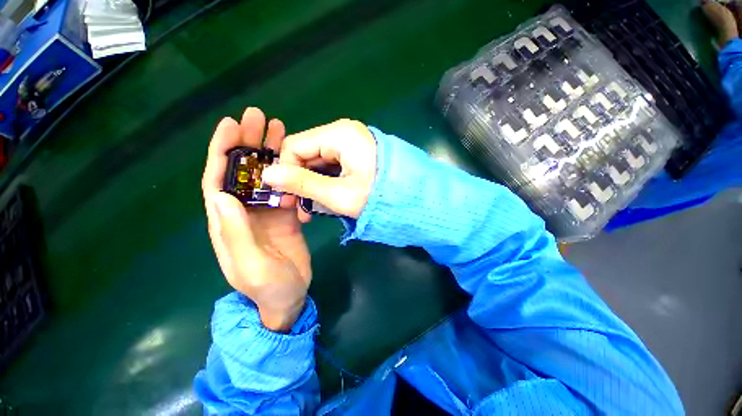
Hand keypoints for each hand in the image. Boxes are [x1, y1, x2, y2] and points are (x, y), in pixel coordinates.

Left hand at [202, 108, 310, 332]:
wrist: (289, 297)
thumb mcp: (251, 265)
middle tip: (259, 117)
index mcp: (226, 223)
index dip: (222, 151)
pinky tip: (295, 159)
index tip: (231, 125)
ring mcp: (265, 212)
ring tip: (280, 130)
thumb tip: (221, 194)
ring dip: (270, 153)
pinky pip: (283, 189)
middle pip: (242, 172)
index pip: (217, 180)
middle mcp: (242, 212)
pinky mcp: (284, 215)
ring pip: (265, 177)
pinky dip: (287, 172)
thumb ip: (235, 233)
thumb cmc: (268, 288)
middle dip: (247, 143)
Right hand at [261, 119, 376, 221]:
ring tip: (312, 211)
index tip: (286, 197)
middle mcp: (343, 133)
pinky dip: (326, 184)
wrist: (413, 199)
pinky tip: (326, 201)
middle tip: (298, 209)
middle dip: (299, 181)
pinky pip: (332, 167)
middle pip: (306, 154)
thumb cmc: (377, 197)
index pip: (294, 146)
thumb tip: (267, 175)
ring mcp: (351, 144)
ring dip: (312, 186)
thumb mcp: (338, 194)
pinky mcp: (356, 155)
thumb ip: (302, 183)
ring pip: (318, 163)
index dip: (285, 171)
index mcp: (339, 135)